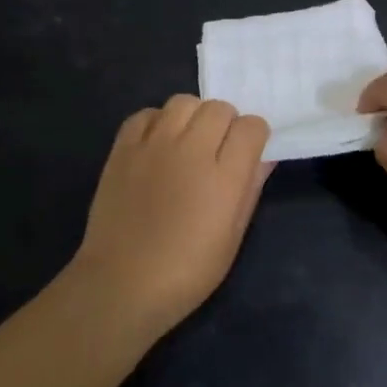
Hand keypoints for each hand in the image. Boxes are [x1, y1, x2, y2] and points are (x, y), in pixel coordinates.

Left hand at [66, 96, 272, 342]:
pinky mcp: (123, 148)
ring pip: (183, 102)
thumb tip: (264, 157)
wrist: (121, 284)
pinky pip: (146, 114)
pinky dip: (156, 122)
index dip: (254, 136)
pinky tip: (157, 145)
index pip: (251, 126)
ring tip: (187, 142)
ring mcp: (154, 145)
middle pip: (219, 108)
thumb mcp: (232, 238)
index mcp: (224, 176)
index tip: (248, 152)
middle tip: (218, 150)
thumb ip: (250, 189)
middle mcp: (191, 150)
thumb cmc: (186, 272)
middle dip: (226, 123)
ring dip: (193, 117)